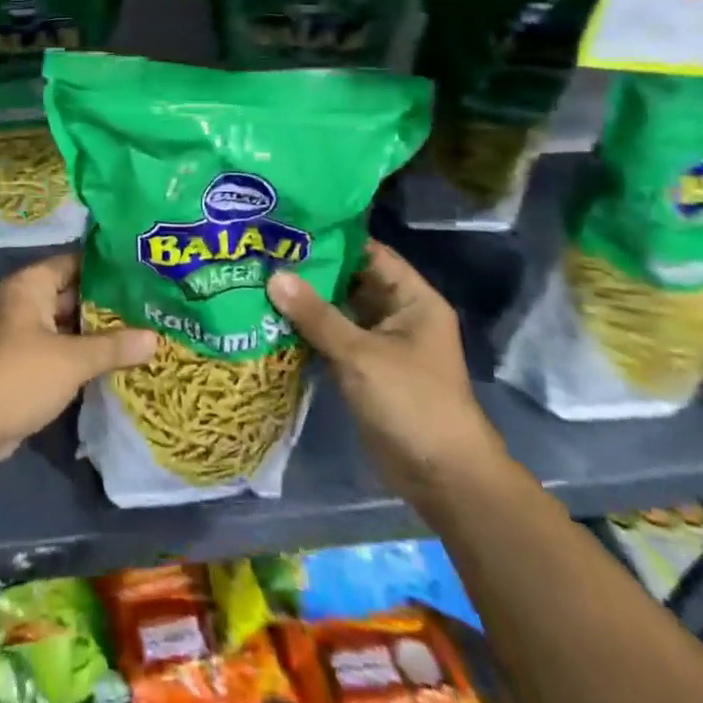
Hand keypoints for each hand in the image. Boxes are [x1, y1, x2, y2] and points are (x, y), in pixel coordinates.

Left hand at [0, 252, 160, 467]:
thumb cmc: (21, 375)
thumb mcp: (73, 359)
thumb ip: (114, 346)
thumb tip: (156, 337)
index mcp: (32, 285)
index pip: (75, 262)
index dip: (108, 266)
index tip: (145, 270)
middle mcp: (28, 302)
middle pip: (75, 293)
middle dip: (111, 302)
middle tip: (154, 303)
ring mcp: (28, 334)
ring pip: (72, 324)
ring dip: (102, 331)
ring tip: (148, 329)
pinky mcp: (30, 364)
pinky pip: (66, 349)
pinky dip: (88, 353)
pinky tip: (123, 359)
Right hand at [267, 241, 506, 503]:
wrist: (443, 477)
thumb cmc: (412, 402)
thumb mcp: (361, 354)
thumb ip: (316, 315)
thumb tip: (274, 276)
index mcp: (412, 299)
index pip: (370, 253)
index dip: (333, 237)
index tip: (289, 225)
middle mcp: (397, 314)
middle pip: (350, 280)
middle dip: (311, 269)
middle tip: (264, 250)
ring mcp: (380, 343)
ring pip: (338, 311)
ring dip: (305, 301)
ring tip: (259, 277)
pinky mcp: (364, 369)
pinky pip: (332, 339)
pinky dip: (307, 330)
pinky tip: (271, 318)